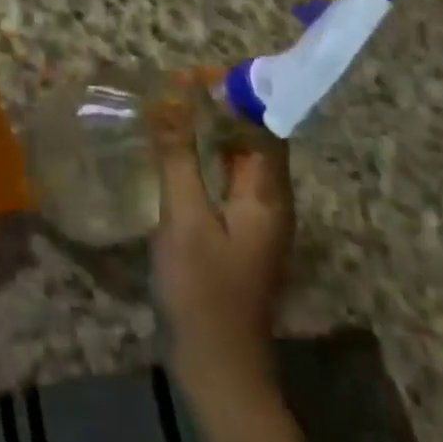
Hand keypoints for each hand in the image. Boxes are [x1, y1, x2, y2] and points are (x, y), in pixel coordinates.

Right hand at [151, 90, 293, 391]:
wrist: (217, 368)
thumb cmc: (203, 290)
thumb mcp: (185, 218)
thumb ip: (180, 158)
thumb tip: (172, 100)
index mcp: (269, 193)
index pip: (266, 125)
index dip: (239, 95)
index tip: (200, 73)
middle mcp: (271, 201)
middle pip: (254, 139)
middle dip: (221, 109)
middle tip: (177, 86)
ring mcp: (255, 220)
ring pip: (238, 160)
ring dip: (212, 132)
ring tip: (172, 110)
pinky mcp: (238, 234)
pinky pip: (226, 181)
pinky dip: (205, 159)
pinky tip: (174, 155)